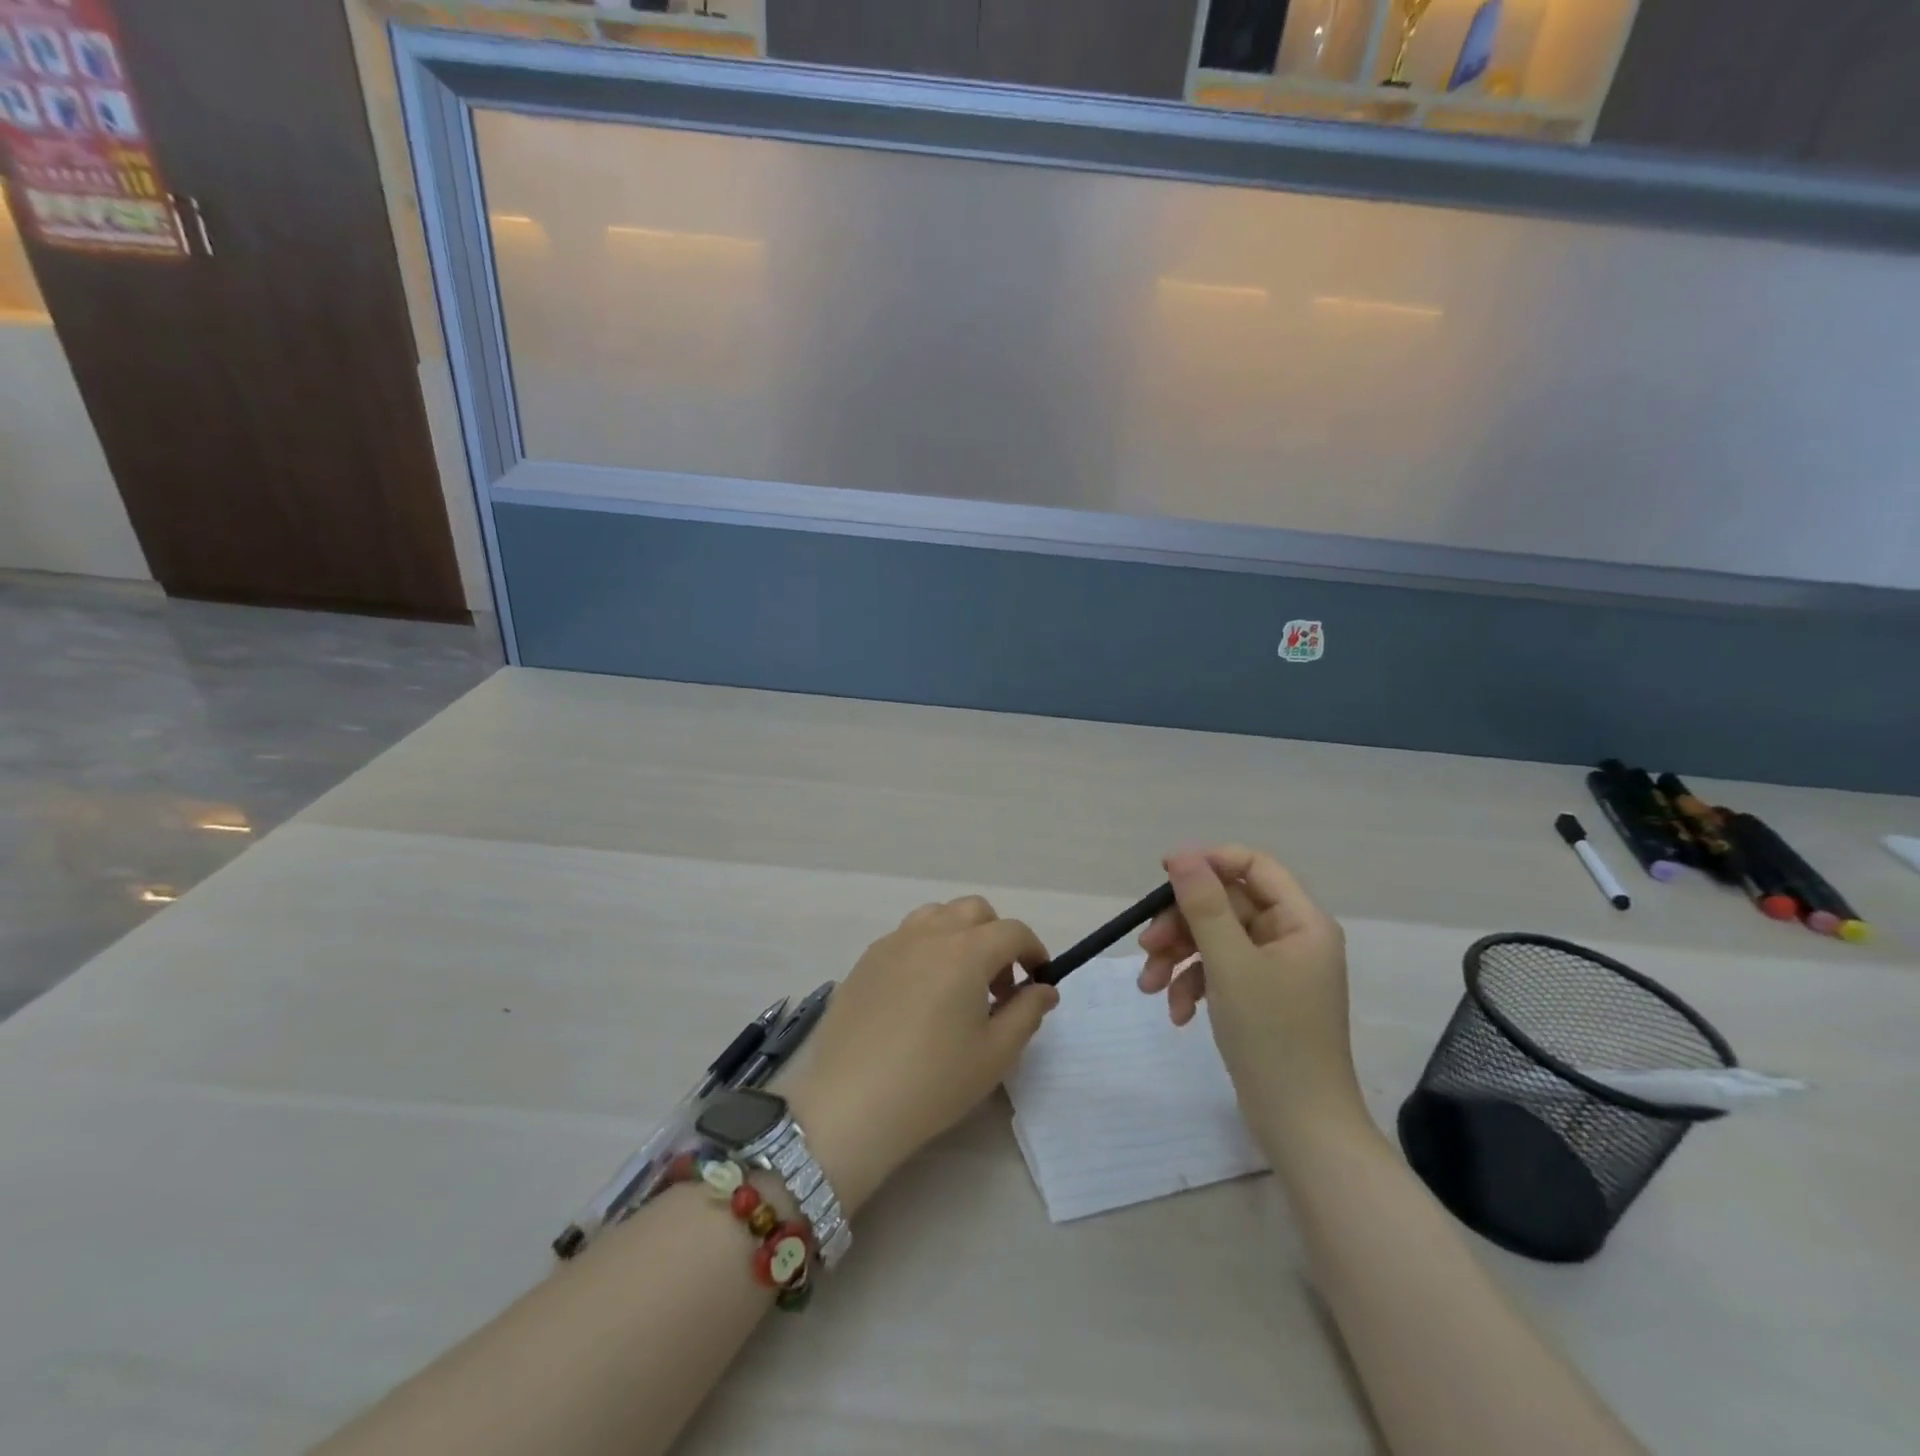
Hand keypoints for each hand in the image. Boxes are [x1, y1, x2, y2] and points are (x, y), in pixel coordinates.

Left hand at [783, 897, 1058, 1213]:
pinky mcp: (865, 961)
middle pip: (974, 911)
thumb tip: (1043, 988)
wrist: (849, 1104)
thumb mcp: (995, 1054)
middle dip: (996, 937)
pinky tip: (921, 994)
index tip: (1038, 979)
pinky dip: (926, 948)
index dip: (1033, 950)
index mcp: (966, 951)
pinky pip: (905, 936)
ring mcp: (892, 943)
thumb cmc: (933, 1082)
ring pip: (936, 915)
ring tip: (959, 983)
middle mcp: (929, 934)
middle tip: (999, 985)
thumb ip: (1027, 1012)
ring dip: (959, 935)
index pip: (1012, 931)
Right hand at [1138, 848, 1365, 1143]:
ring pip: (1215, 940)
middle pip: (1225, 906)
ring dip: (1178, 958)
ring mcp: (1275, 970)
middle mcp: (1291, 938)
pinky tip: (1177, 1013)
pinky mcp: (1259, 998)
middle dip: (1181, 925)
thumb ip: (1204, 905)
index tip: (1164, 874)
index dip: (1209, 863)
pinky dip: (1192, 985)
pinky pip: (1218, 973)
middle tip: (1146, 946)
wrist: (1300, 1126)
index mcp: (1301, 922)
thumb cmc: (1272, 1036)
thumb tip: (1182, 853)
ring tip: (1148, 987)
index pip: (1254, 866)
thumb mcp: (1230, 963)